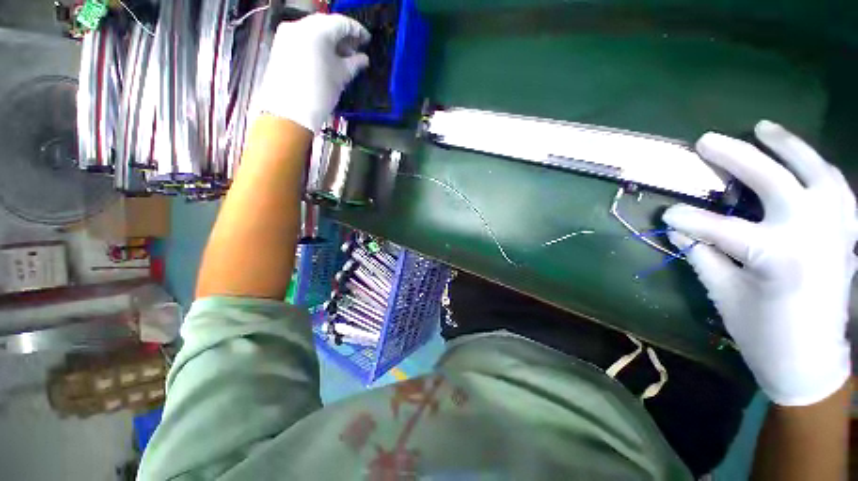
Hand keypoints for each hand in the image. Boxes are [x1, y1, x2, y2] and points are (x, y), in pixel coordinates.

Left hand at [256, 14, 369, 132]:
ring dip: (329, 41)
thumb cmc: (319, 93)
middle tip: (355, 50)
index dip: (358, 31)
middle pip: (326, 24)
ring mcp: (287, 34)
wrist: (289, 112)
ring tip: (342, 57)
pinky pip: (303, 38)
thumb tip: (363, 59)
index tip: (367, 41)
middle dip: (342, 36)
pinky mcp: (280, 45)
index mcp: (317, 30)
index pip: (342, 23)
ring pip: (313, 30)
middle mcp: (299, 25)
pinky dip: (317, 45)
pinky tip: (326, 58)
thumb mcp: (341, 77)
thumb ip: (354, 64)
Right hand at [663, 120, 857, 405]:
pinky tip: (803, 160)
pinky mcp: (845, 234)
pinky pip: (837, 189)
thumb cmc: (764, 335)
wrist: (812, 361)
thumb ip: (702, 256)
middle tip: (707, 141)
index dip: (687, 220)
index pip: (719, 229)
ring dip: (789, 146)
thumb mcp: (725, 297)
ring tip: (764, 128)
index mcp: (776, 257)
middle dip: (736, 158)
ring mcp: (835, 230)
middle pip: (773, 181)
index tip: (665, 215)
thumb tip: (678, 231)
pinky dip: (818, 168)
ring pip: (816, 172)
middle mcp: (811, 235)